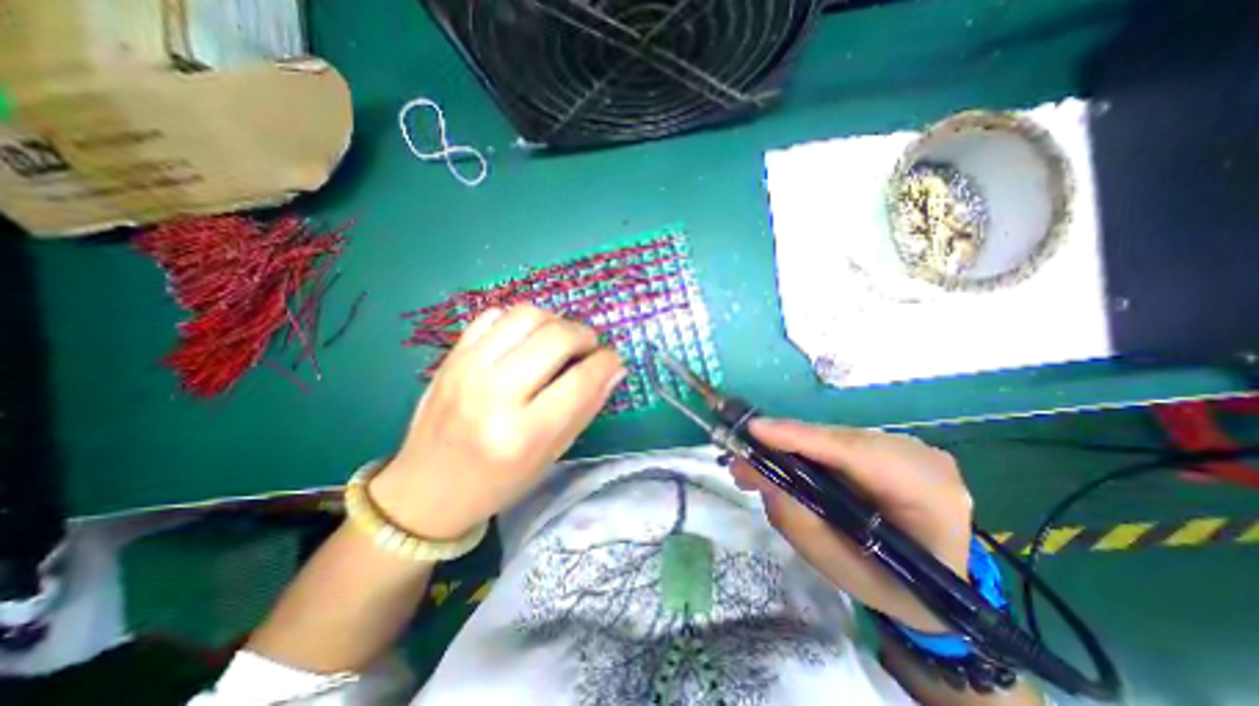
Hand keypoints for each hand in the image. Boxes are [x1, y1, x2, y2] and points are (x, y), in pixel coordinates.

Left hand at [373, 304, 628, 541]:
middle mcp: (494, 394)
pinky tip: (526, 340)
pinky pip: (494, 316)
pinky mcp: (451, 356)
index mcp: (523, 434)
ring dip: (555, 321)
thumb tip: (614, 369)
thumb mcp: (551, 454)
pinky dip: (520, 321)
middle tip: (589, 348)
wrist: (426, 489)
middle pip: (556, 337)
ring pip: (526, 316)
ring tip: (560, 340)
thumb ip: (586, 408)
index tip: (612, 360)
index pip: (581, 380)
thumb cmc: (497, 482)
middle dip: (585, 336)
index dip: (606, 362)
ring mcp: (467, 369)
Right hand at [734, 418, 965, 633]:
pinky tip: (782, 463)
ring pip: (834, 437)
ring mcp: (907, 446)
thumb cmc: (895, 587)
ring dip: (791, 448)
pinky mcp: (888, 444)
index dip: (802, 438)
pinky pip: (837, 441)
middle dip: (785, 445)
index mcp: (930, 496)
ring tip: (754, 467)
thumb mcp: (844, 571)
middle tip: (742, 461)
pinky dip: (805, 451)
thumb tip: (757, 476)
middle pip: (839, 440)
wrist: (942, 582)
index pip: (859, 454)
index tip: (754, 430)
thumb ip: (799, 523)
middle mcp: (922, 458)